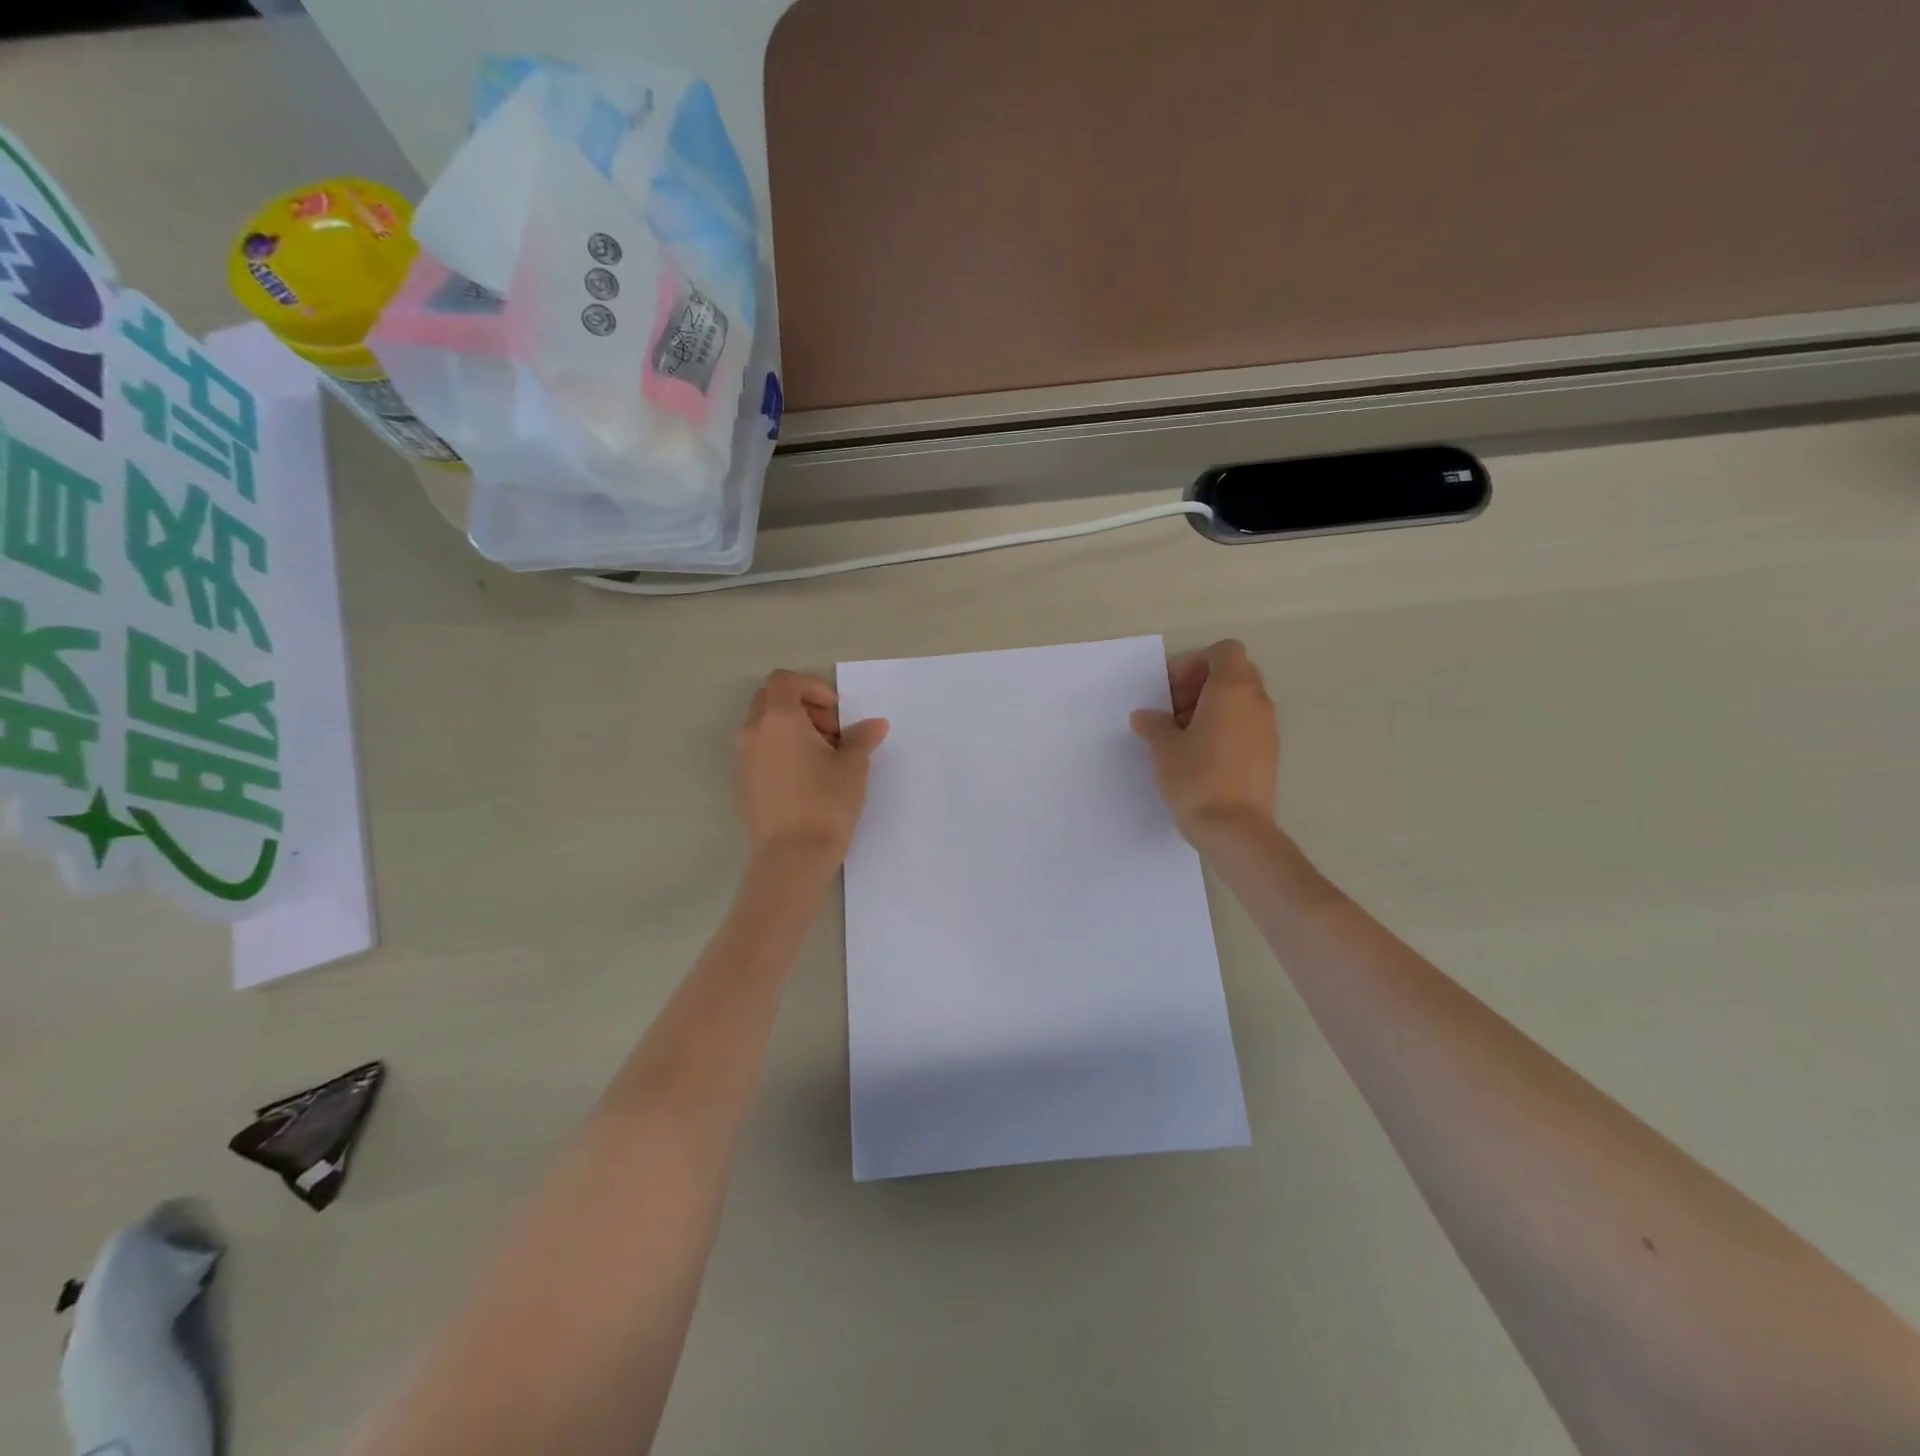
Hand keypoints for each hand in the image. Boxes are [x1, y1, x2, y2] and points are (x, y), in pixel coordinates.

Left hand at [735, 670, 888, 862]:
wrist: (793, 856)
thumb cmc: (826, 802)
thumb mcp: (853, 766)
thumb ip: (861, 738)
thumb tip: (875, 724)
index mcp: (779, 719)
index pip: (784, 680)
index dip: (812, 688)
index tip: (835, 714)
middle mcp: (754, 733)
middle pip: (770, 701)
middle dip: (802, 708)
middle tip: (831, 734)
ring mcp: (743, 760)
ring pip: (764, 728)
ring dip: (792, 731)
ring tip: (822, 759)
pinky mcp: (743, 784)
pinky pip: (760, 753)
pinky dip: (781, 752)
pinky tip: (806, 780)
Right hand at [1130, 639, 1278, 844]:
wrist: (1236, 830)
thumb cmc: (1196, 779)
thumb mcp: (1163, 748)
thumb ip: (1154, 724)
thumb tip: (1146, 717)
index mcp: (1232, 689)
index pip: (1224, 651)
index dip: (1195, 664)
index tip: (1173, 693)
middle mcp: (1257, 702)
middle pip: (1235, 673)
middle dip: (1203, 685)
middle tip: (1175, 712)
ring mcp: (1268, 728)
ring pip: (1242, 700)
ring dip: (1214, 708)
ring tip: (1186, 737)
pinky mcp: (1270, 753)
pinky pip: (1248, 725)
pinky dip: (1227, 728)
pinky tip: (1203, 756)